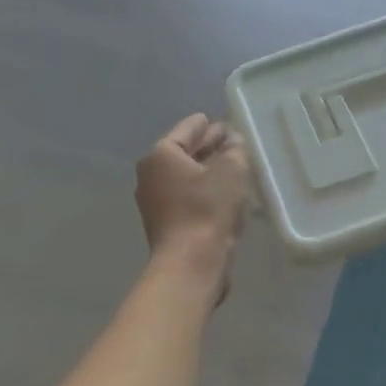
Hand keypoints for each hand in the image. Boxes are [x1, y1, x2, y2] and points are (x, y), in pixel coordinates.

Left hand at [135, 114, 251, 293]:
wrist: (191, 264)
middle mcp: (151, 175)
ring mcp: (155, 202)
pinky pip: (187, 198)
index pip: (187, 129)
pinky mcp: (166, 225)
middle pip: (184, 153)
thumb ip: (234, 150)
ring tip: (234, 169)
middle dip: (208, 148)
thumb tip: (232, 141)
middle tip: (233, 143)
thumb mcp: (231, 170)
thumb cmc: (208, 209)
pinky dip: (204, 192)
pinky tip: (225, 195)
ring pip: (186, 177)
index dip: (207, 125)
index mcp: (161, 155)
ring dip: (208, 172)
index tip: (221, 121)